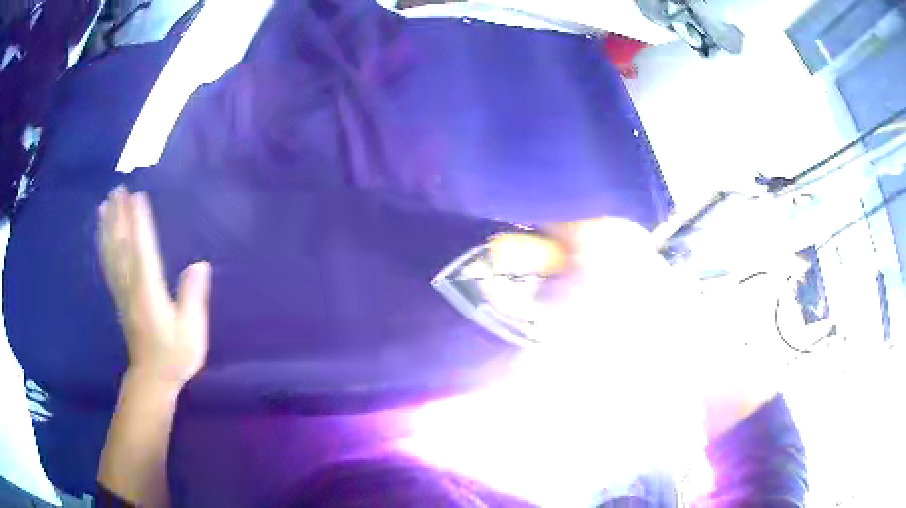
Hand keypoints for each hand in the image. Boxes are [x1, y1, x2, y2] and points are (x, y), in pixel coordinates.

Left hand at [98, 186, 210, 388]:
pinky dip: (104, 245)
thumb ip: (193, 298)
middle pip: (122, 246)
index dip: (140, 223)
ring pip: (111, 253)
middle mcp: (131, 286)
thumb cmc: (174, 356)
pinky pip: (108, 264)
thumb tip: (200, 264)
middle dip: (119, 216)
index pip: (143, 250)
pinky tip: (103, 233)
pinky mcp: (118, 296)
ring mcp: (121, 291)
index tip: (138, 197)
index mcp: (149, 292)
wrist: (152, 378)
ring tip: (105, 203)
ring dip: (108, 226)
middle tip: (117, 189)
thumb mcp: (191, 332)